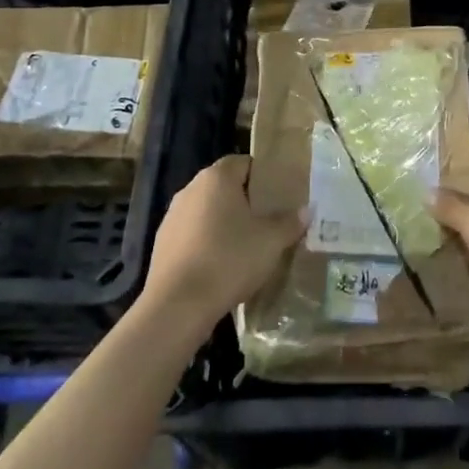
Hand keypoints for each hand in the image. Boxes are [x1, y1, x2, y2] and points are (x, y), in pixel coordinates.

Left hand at [143, 155, 302, 338]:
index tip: (280, 195)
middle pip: (224, 187)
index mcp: (217, 178)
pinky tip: (221, 267)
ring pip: (207, 212)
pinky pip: (192, 235)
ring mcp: (172, 217)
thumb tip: (307, 210)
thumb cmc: (229, 260)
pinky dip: (207, 244)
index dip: (263, 176)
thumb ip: (290, 222)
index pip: (244, 163)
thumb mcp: (271, 242)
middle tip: (269, 221)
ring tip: (247, 246)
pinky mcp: (162, 244)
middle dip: (245, 201)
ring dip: (224, 224)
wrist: (178, 306)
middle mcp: (191, 189)